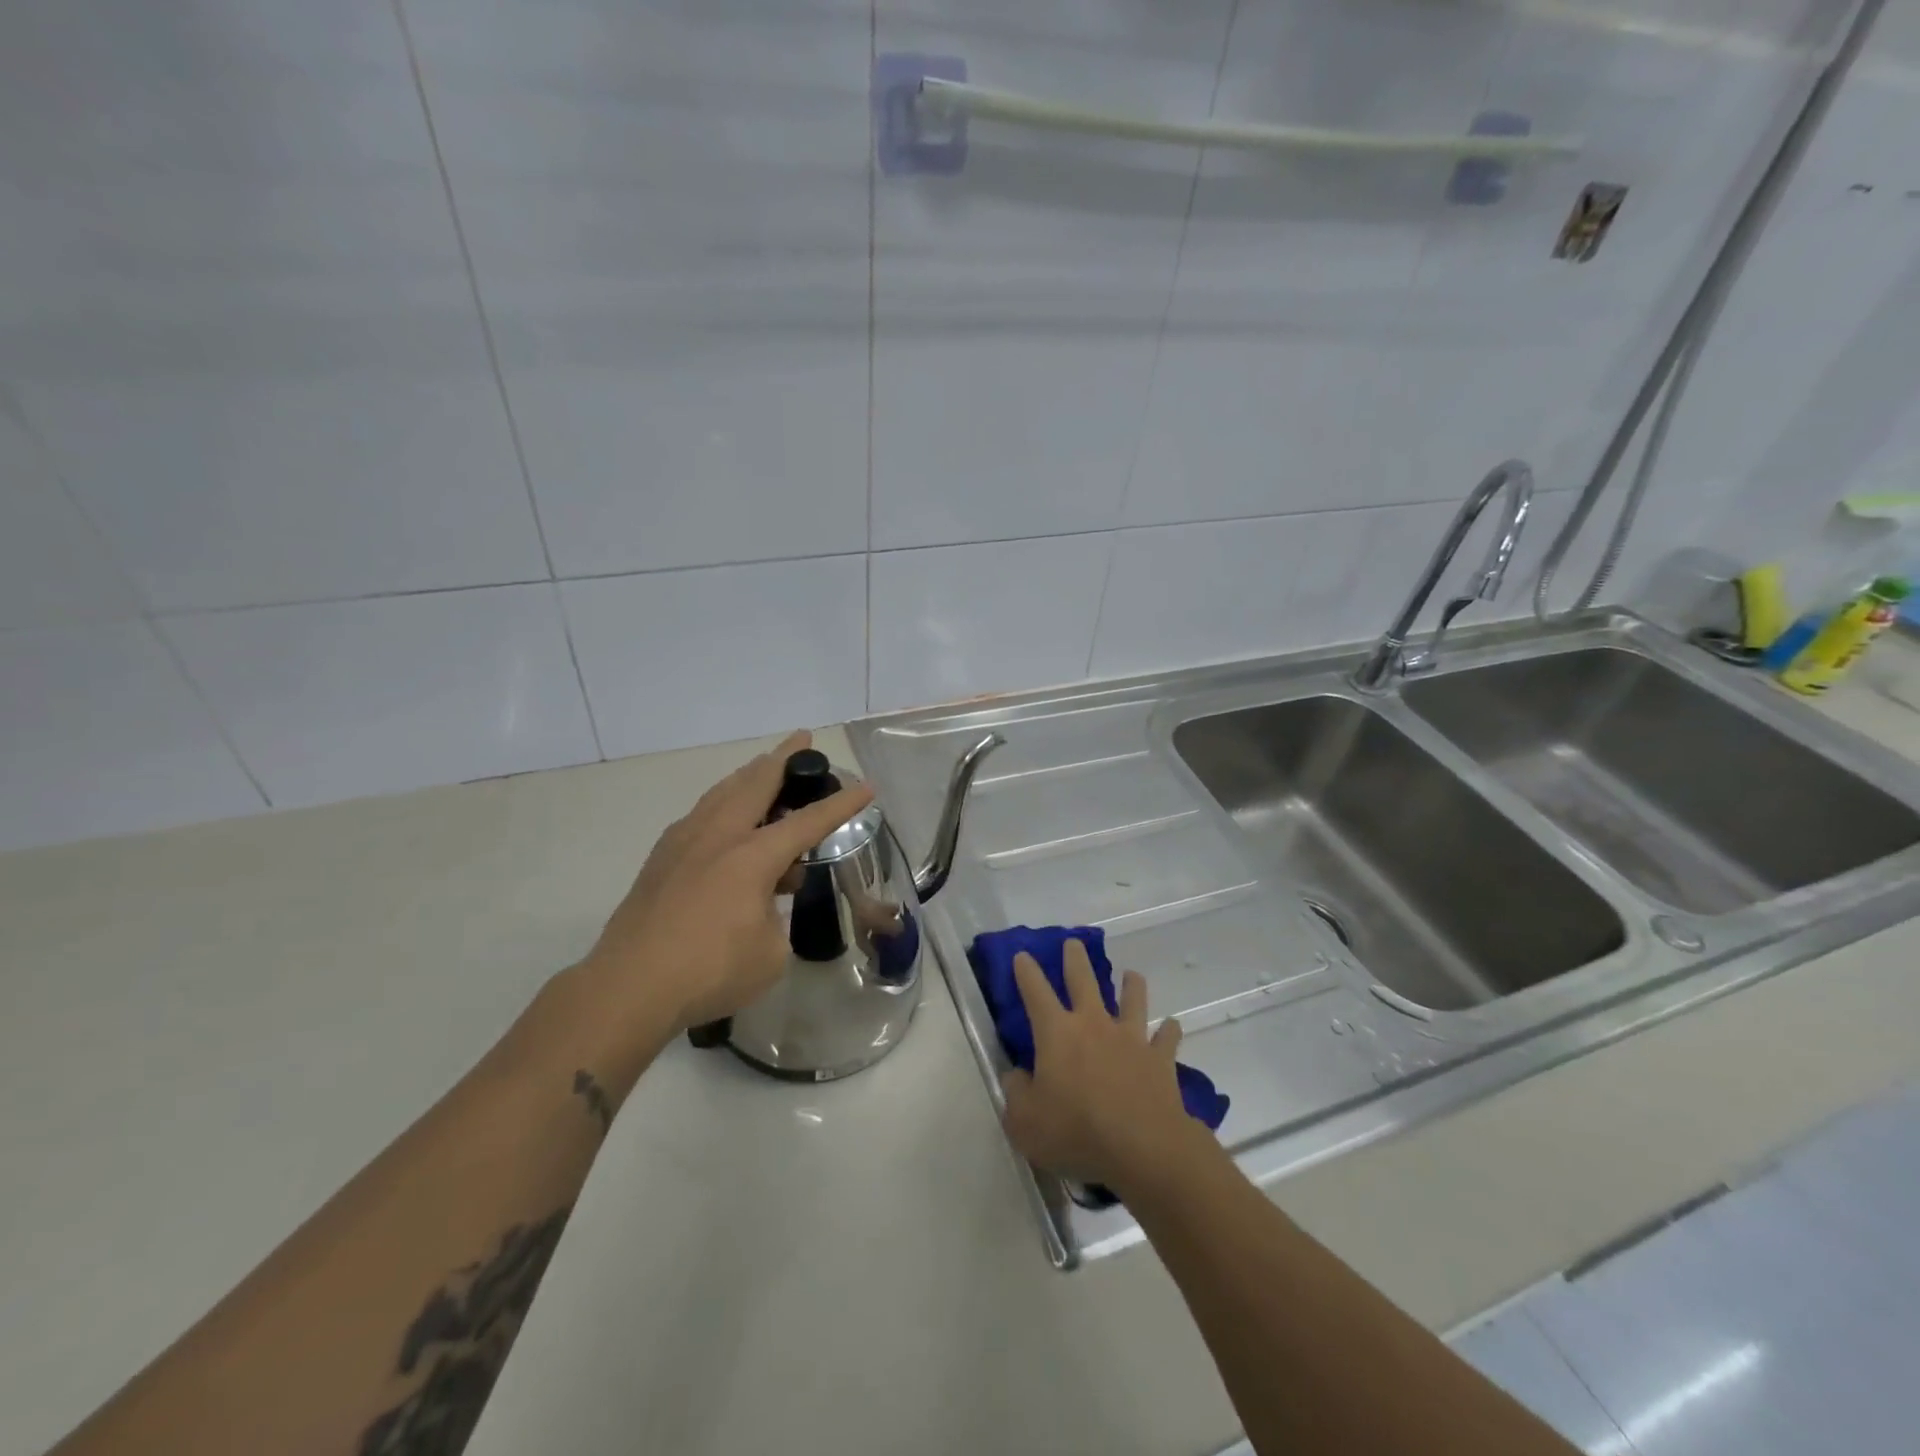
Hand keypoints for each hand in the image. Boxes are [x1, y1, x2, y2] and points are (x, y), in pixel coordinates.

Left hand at [578, 731, 872, 1042]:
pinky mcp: (661, 858)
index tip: (864, 786)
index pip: (807, 823)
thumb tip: (761, 905)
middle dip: (784, 758)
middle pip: (756, 783)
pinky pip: (700, 813)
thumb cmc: (709, 972)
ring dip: (749, 775)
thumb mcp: (769, 953)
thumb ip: (774, 917)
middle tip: (802, 738)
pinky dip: (722, 802)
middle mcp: (719, 836)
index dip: (840, 805)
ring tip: (763, 766)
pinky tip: (724, 817)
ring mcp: (684, 842)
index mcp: (752, 857)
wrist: (628, 987)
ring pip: (722, 791)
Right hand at [1001, 939, 1201, 1192]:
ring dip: (1131, 985)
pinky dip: (1168, 1031)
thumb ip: (1016, 1094)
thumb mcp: (1025, 1122)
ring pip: (1132, 999)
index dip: (1026, 972)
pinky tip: (1171, 1027)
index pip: (1035, 992)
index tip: (1022, 955)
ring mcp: (1131, 1038)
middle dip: (1075, 959)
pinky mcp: (1160, 1059)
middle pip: (1083, 980)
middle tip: (1073, 943)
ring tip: (1131, 975)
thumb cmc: (1076, 1132)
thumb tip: (1016, 1075)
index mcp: (1056, 1032)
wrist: (1143, 1147)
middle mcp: (1093, 1024)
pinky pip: (1166, 1038)